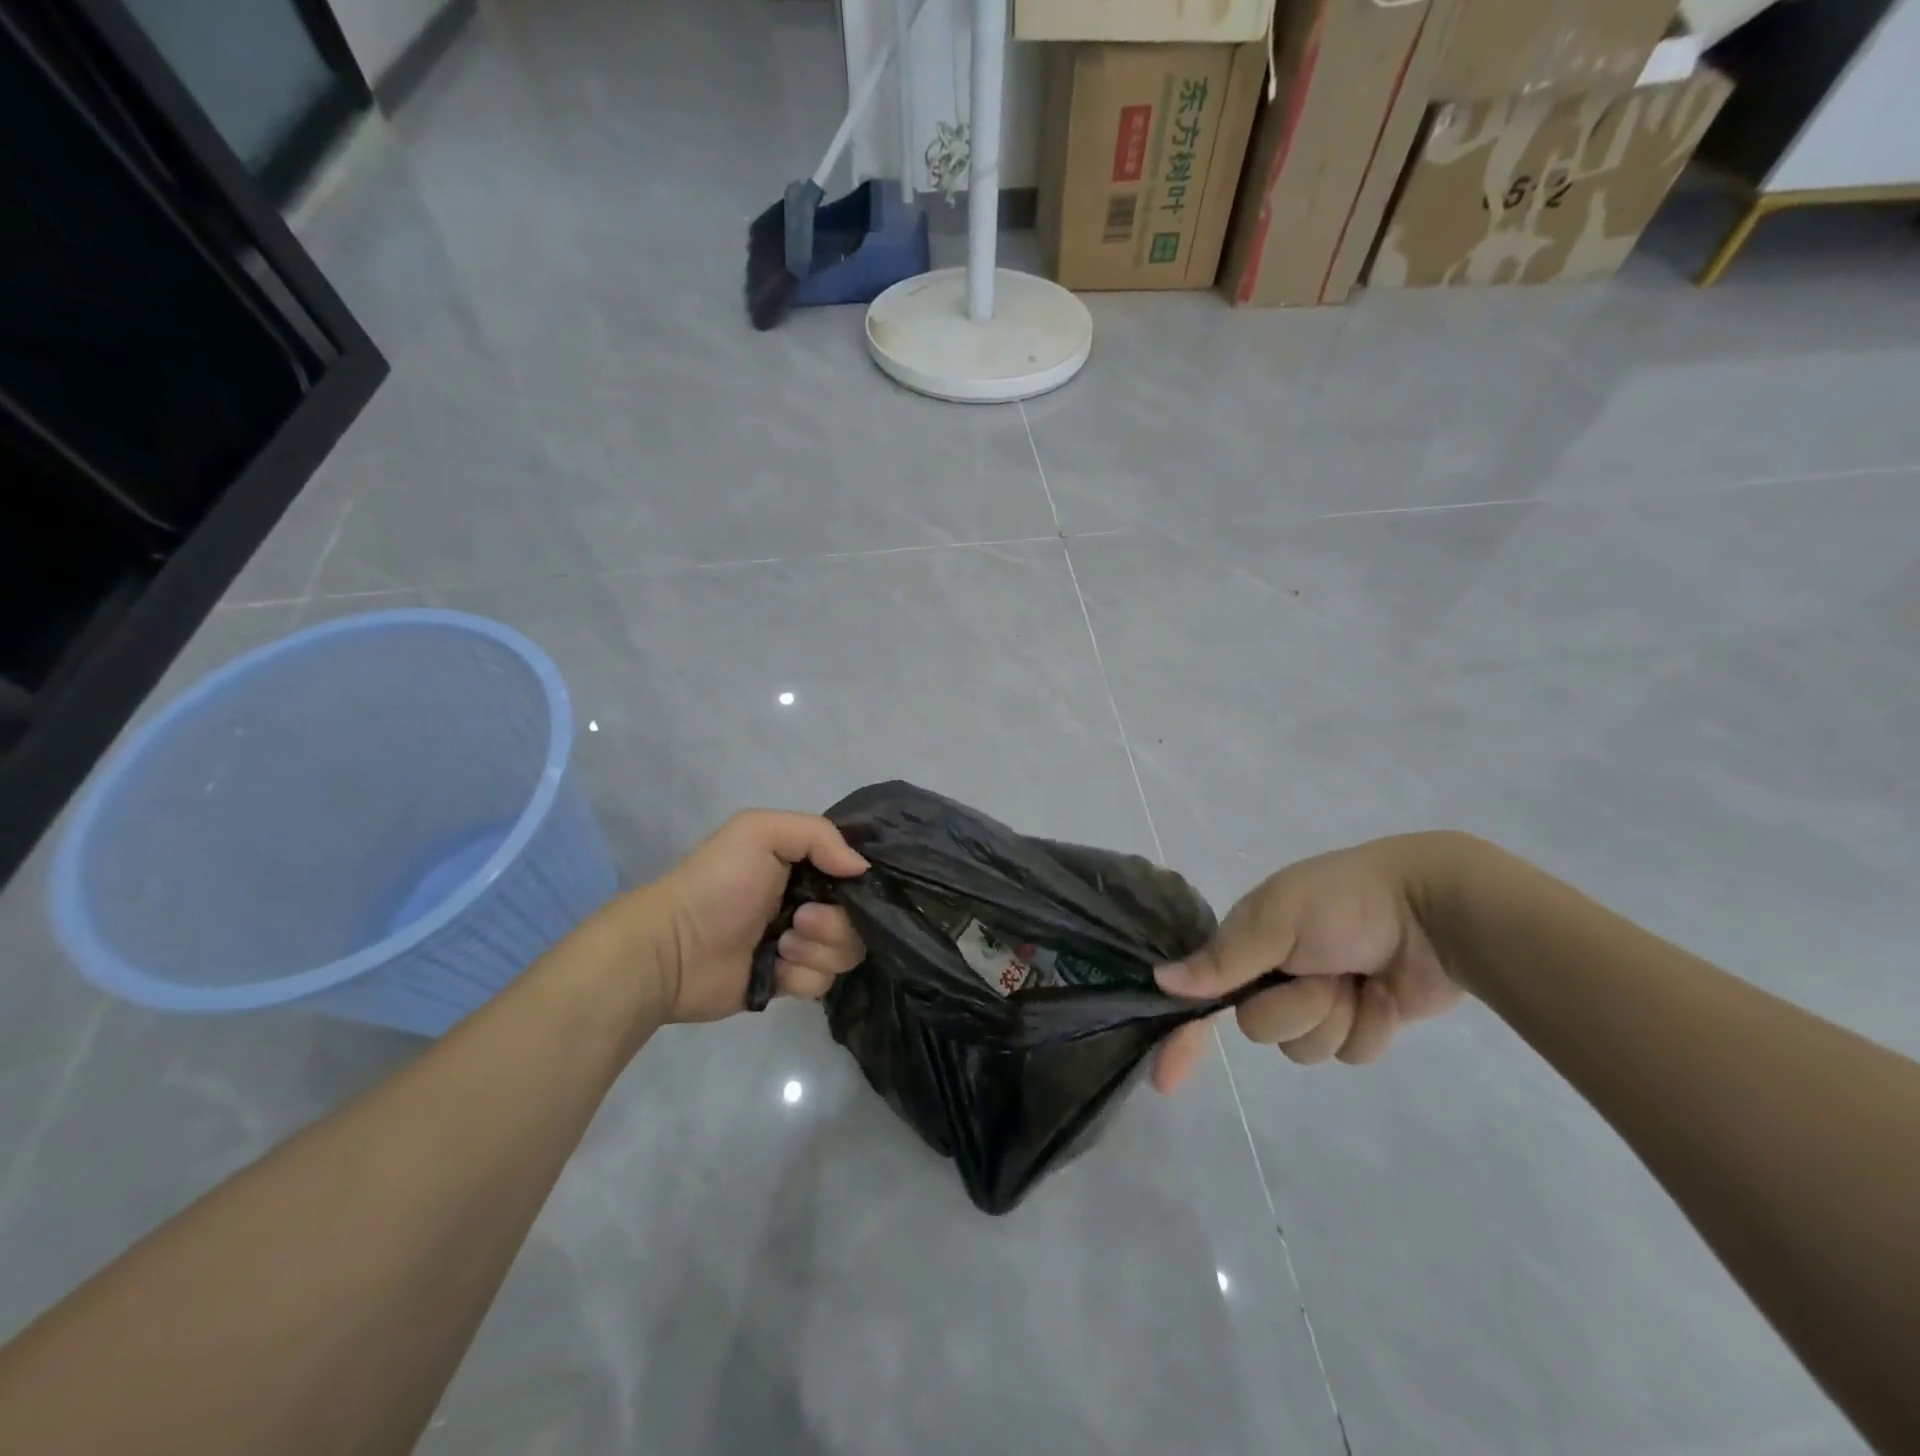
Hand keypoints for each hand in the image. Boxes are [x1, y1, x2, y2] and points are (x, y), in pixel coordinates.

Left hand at [616, 811, 869, 1025]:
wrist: (671, 950)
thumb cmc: (717, 884)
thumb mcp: (759, 832)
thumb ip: (819, 835)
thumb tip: (861, 869)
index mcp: (804, 863)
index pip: (855, 871)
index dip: (858, 881)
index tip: (845, 885)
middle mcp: (809, 900)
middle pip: (859, 917)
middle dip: (835, 922)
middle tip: (798, 920)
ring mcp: (801, 943)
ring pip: (847, 951)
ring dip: (818, 949)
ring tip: (781, 944)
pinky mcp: (790, 980)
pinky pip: (823, 983)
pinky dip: (802, 976)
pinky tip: (774, 968)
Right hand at [1150, 836, 1465, 1091]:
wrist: (1434, 909)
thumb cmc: (1344, 903)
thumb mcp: (1276, 920)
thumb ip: (1223, 959)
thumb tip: (1161, 981)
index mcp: (1248, 944)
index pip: (1201, 994)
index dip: (1183, 1035)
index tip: (1165, 1080)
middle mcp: (1276, 975)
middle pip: (1260, 1028)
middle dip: (1295, 1008)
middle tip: (1323, 973)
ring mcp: (1320, 1001)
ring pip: (1305, 1047)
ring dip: (1335, 1018)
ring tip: (1358, 981)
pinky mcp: (1361, 1022)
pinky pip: (1350, 1053)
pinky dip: (1370, 1028)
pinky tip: (1385, 996)